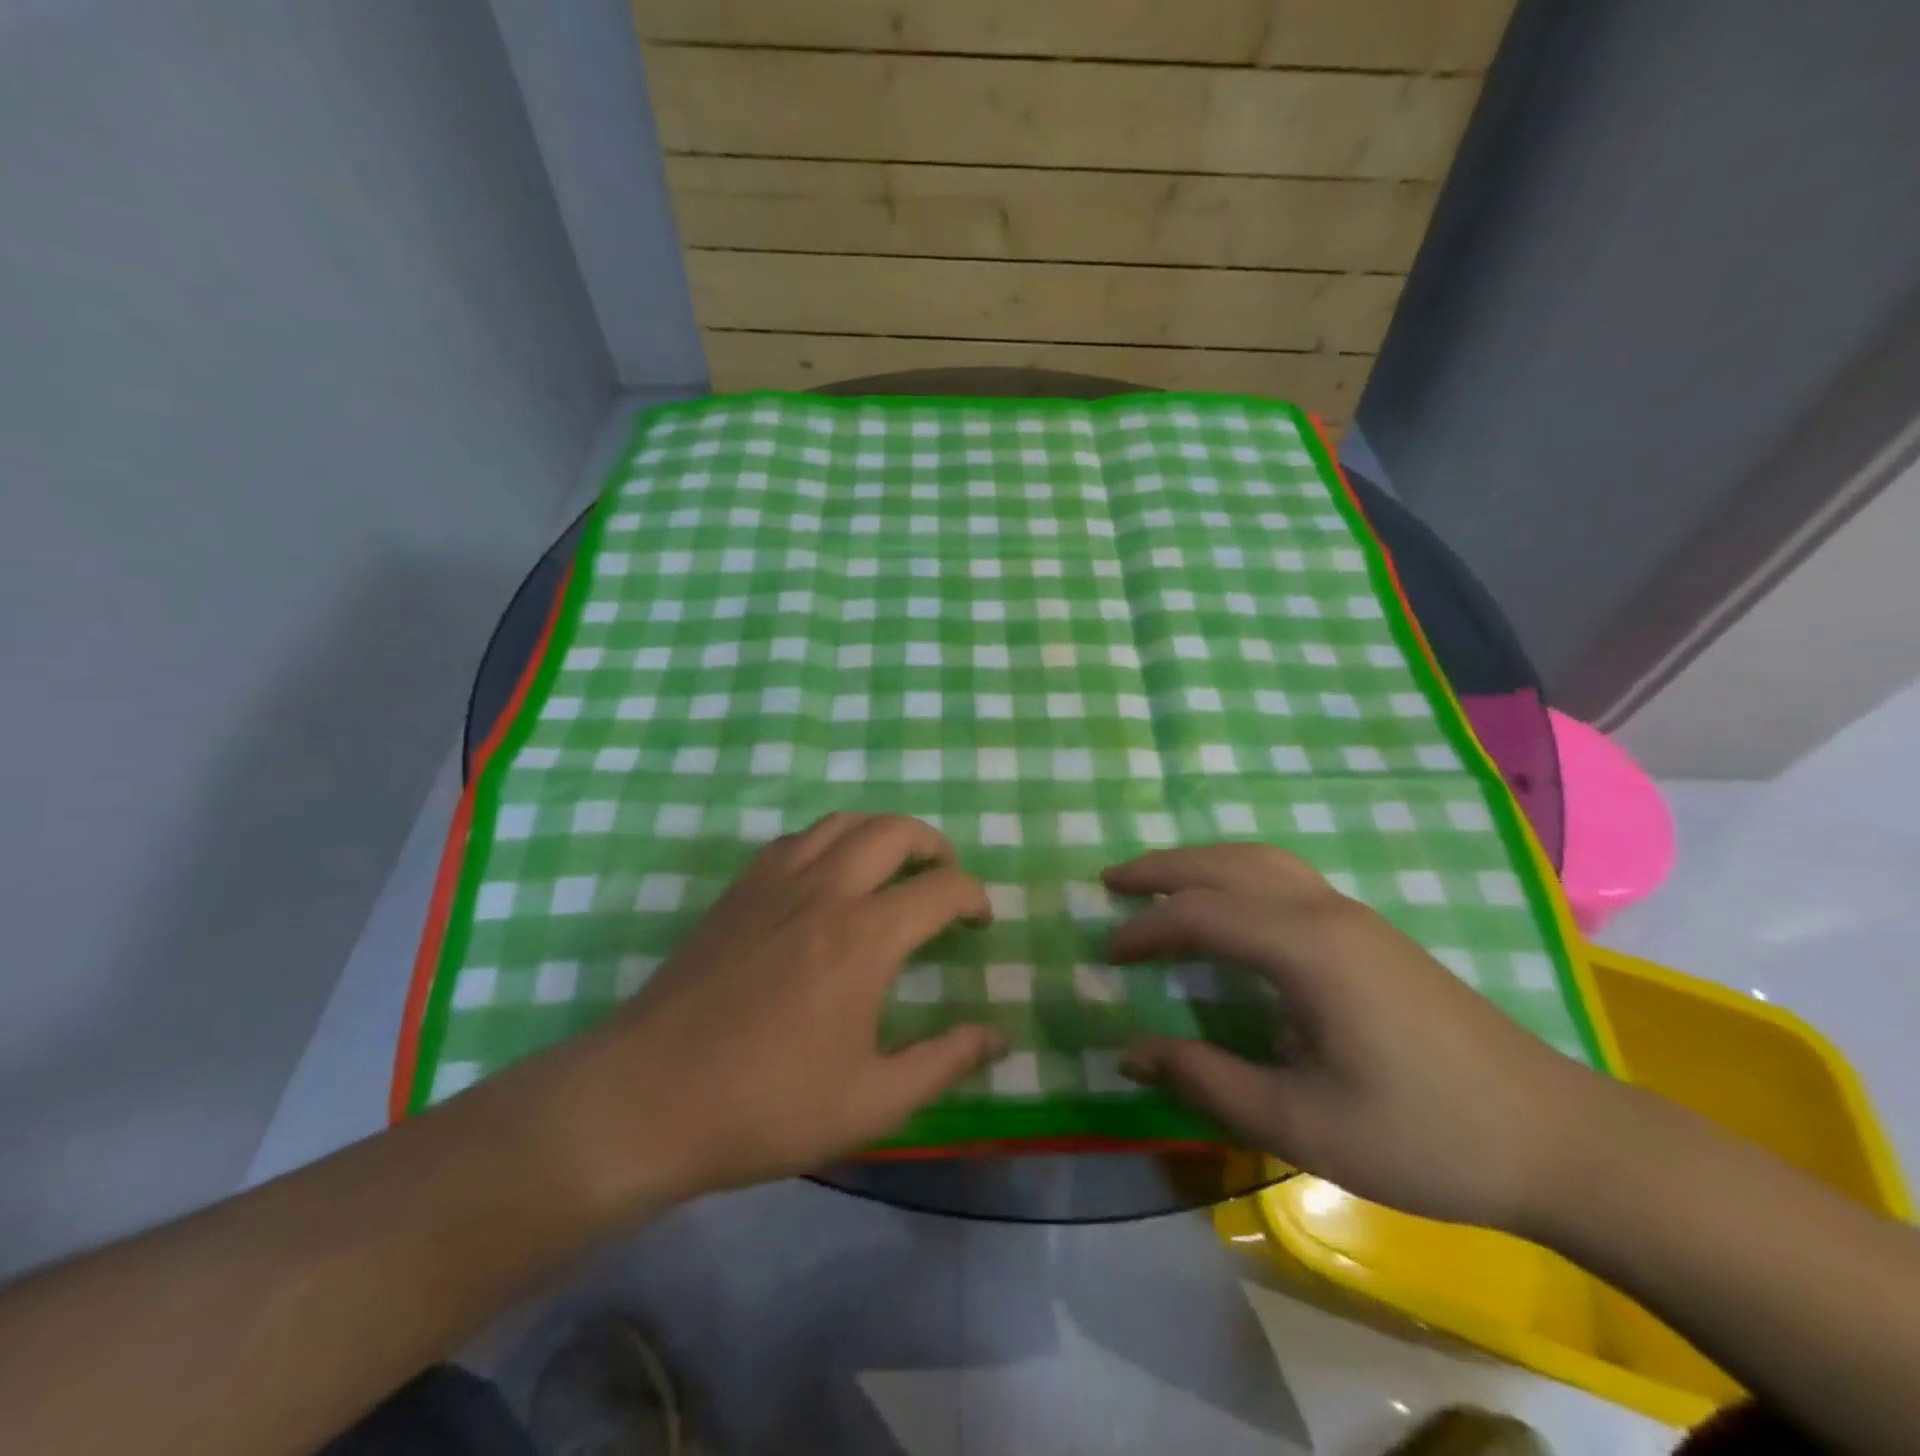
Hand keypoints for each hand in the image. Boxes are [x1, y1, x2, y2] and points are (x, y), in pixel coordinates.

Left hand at [552, 813, 1001, 1208]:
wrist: (646, 1098)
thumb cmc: (765, 1105)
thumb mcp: (871, 1101)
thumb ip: (943, 1061)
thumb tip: (998, 1035)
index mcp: (865, 937)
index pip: (940, 889)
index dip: (973, 897)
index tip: (980, 920)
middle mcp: (825, 890)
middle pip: (894, 831)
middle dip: (933, 845)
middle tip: (945, 877)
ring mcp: (775, 881)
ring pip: (842, 822)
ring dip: (882, 833)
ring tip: (894, 866)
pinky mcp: (738, 889)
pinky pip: (797, 838)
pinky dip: (830, 841)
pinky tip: (828, 877)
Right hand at [1104, 844, 1613, 1229]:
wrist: (1558, 1139)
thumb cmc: (1424, 1136)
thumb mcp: (1301, 1123)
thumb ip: (1207, 1080)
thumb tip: (1130, 1050)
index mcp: (1307, 949)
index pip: (1201, 915)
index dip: (1144, 930)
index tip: (1105, 953)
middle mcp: (1327, 912)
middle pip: (1228, 864)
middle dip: (1163, 867)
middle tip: (1110, 882)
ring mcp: (1355, 916)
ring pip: (1262, 860)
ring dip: (1202, 862)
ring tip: (1158, 881)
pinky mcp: (1372, 933)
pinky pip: (1285, 878)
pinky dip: (1236, 874)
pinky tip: (1228, 905)